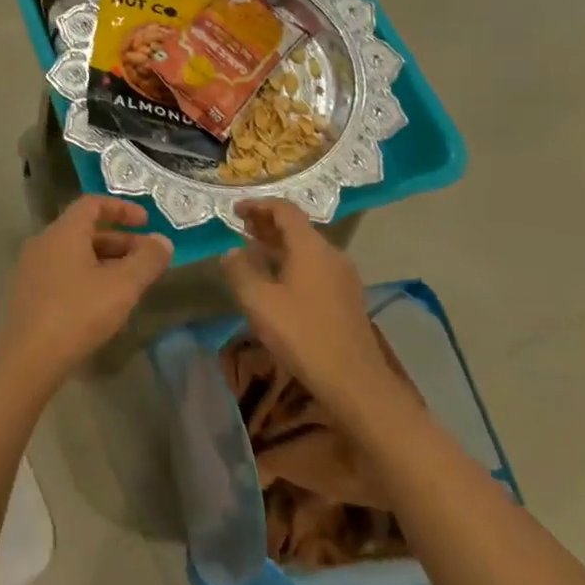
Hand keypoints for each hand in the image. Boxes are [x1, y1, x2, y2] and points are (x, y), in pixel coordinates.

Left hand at [0, 196, 172, 385]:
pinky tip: (103, 302)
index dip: (122, 208)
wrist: (28, 358)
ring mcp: (32, 269)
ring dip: (105, 261)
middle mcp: (44, 242)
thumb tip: (162, 241)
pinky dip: (88, 276)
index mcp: (63, 232)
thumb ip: (147, 260)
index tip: (147, 221)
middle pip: (85, 230)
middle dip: (120, 240)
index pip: (92, 203)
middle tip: (147, 259)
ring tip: (130, 283)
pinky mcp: (29, 293)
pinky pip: (63, 272)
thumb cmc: (77, 313)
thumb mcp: (122, 286)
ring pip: (75, 253)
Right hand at [219, 200, 405, 426]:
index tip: (234, 210)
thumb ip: (240, 270)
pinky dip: (291, 261)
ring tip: (252, 249)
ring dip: (278, 244)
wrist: (353, 379)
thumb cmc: (301, 334)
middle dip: (267, 223)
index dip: (258, 205)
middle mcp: (331, 254)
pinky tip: (276, 279)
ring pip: (306, 247)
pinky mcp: (345, 296)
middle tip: (240, 226)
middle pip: (297, 227)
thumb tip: (231, 251)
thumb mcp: (258, 301)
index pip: (284, 210)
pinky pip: (314, 265)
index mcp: (311, 247)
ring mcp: (342, 276)